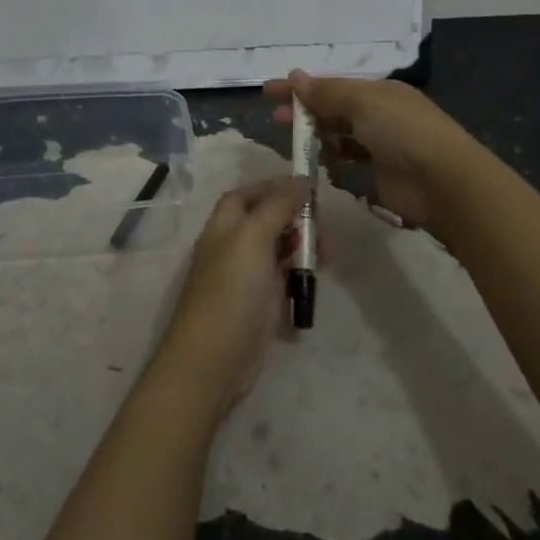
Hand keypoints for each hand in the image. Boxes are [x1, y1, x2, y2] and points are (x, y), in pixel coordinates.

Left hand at [153, 178, 305, 414]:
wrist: (214, 359)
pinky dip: (301, 278)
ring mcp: (247, 277)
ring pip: (280, 251)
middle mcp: (234, 246)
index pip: (248, 194)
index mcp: (225, 225)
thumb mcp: (253, 238)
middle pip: (268, 221)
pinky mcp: (261, 305)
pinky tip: (314, 283)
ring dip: (304, 248)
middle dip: (297, 219)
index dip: (274, 187)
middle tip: (323, 229)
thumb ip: (277, 207)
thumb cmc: (231, 290)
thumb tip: (299, 180)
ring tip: (326, 258)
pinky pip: (285, 281)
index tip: (308, 189)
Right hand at [264, 69, 477, 234]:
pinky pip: (348, 158)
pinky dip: (331, 155)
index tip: (269, 90)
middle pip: (333, 108)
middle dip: (304, 110)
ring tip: (290, 138)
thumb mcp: (362, 102)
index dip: (301, 87)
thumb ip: (326, 92)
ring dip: (315, 133)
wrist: (443, 182)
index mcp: (379, 91)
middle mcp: (379, 113)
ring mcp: (380, 144)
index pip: (332, 84)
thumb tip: (295, 76)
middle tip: (275, 118)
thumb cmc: (402, 131)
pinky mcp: (379, 173)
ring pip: (339, 133)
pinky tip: (315, 158)